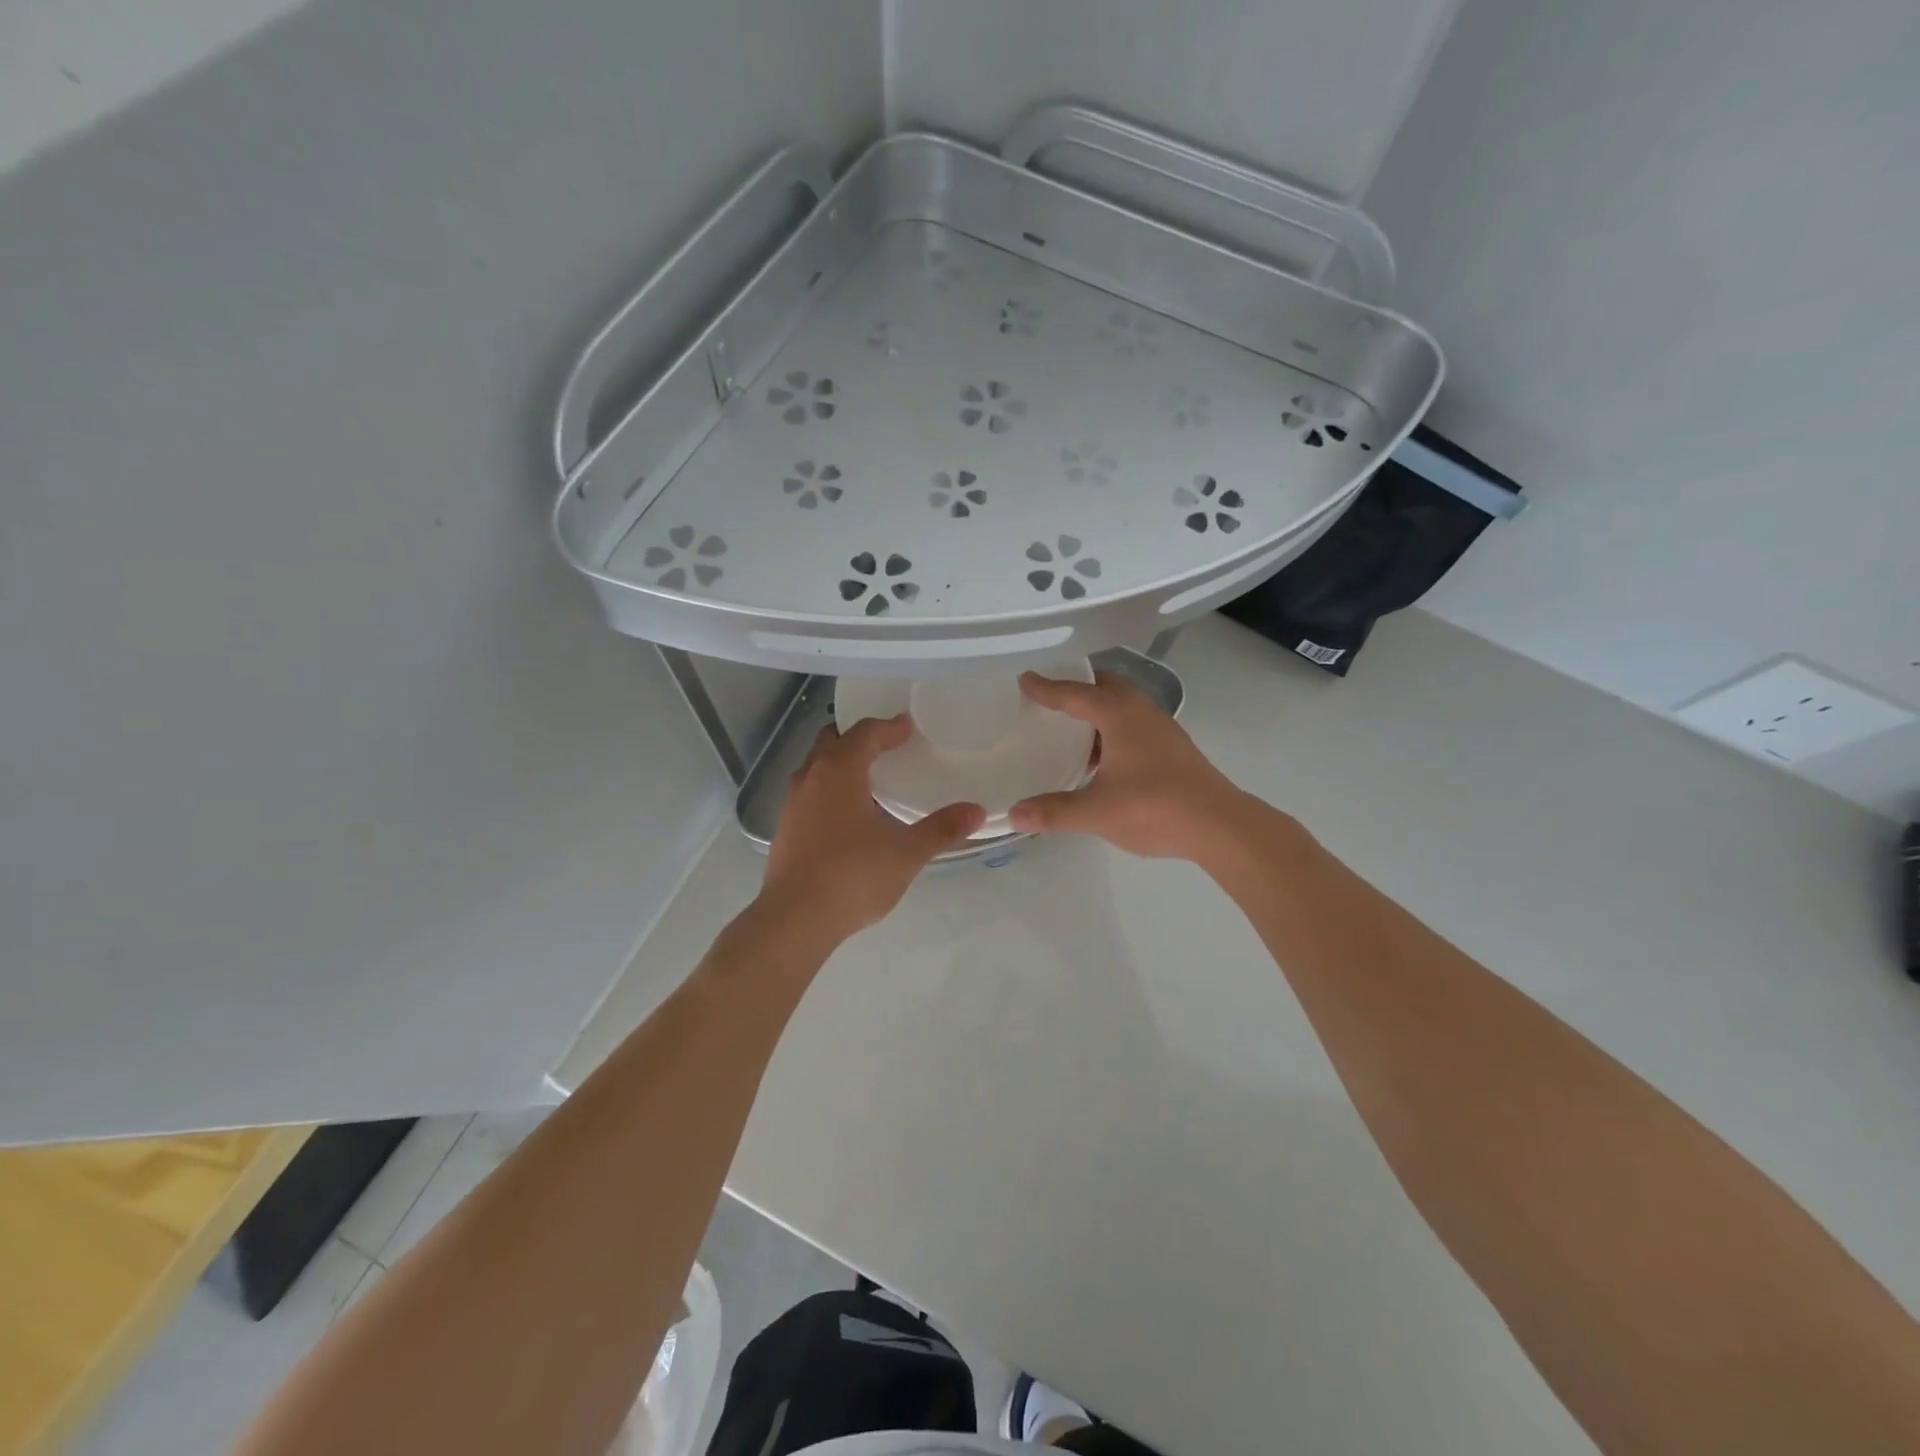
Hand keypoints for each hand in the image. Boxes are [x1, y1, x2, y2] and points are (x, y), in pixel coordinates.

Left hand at [761, 715, 984, 945]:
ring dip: (840, 763)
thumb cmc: (852, 877)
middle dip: (859, 738)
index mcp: (840, 771)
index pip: (864, 733)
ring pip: (817, 767)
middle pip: (832, 740)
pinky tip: (848, 816)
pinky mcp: (785, 828)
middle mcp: (811, 777)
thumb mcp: (906, 854)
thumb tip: (976, 811)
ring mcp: (792, 803)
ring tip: (870, 779)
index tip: (908, 728)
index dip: (888, 727)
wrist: (794, 920)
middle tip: (887, 746)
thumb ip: (941, 829)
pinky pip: (810, 792)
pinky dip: (829, 789)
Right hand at [1008, 671, 1252, 860]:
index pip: (1075, 693)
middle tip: (1051, 697)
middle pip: (1106, 686)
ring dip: (1098, 708)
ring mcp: (1162, 727)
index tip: (1025, 680)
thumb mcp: (1096, 812)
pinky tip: (1104, 757)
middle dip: (1078, 687)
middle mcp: (1141, 711)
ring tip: (1073, 727)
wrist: (1219, 824)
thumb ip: (1054, 811)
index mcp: (1119, 715)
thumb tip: (1014, 814)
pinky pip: (1135, 722)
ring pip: (1124, 704)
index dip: (1047, 688)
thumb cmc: (1154, 808)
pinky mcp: (1173, 746)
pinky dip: (1113, 727)